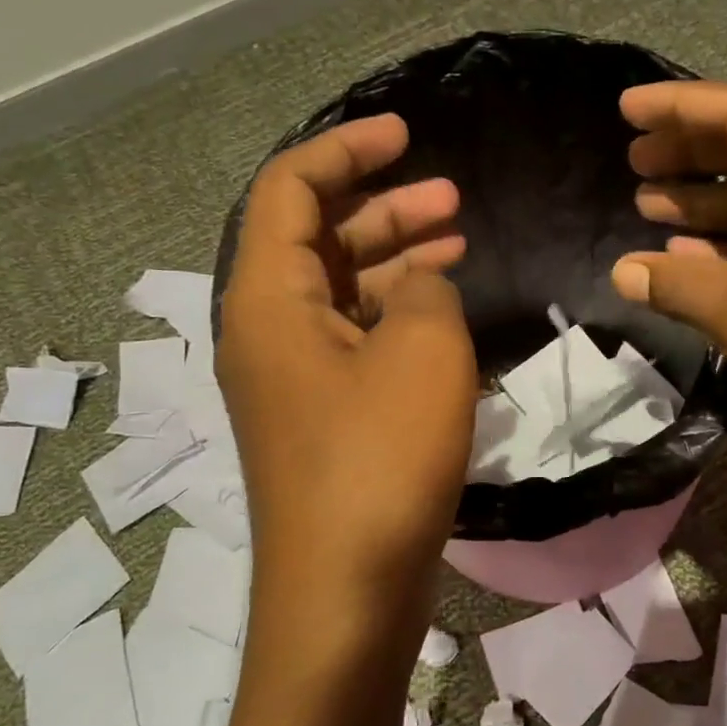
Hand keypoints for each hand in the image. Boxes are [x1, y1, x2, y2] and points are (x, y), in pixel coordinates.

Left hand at [218, 115, 476, 663]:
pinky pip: (356, 341)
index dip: (346, 151)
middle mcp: (268, 333)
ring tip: (459, 243)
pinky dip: (397, 316)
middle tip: (453, 199)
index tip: (406, 135)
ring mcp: (295, 382)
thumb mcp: (422, 352)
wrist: (348, 590)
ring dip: (396, 261)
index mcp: (267, 301)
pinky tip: (444, 313)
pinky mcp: (326, 420)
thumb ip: (425, 290)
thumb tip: (420, 285)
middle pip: (316, 240)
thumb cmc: (379, 459)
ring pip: (342, 293)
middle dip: (383, 208)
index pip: (290, 191)